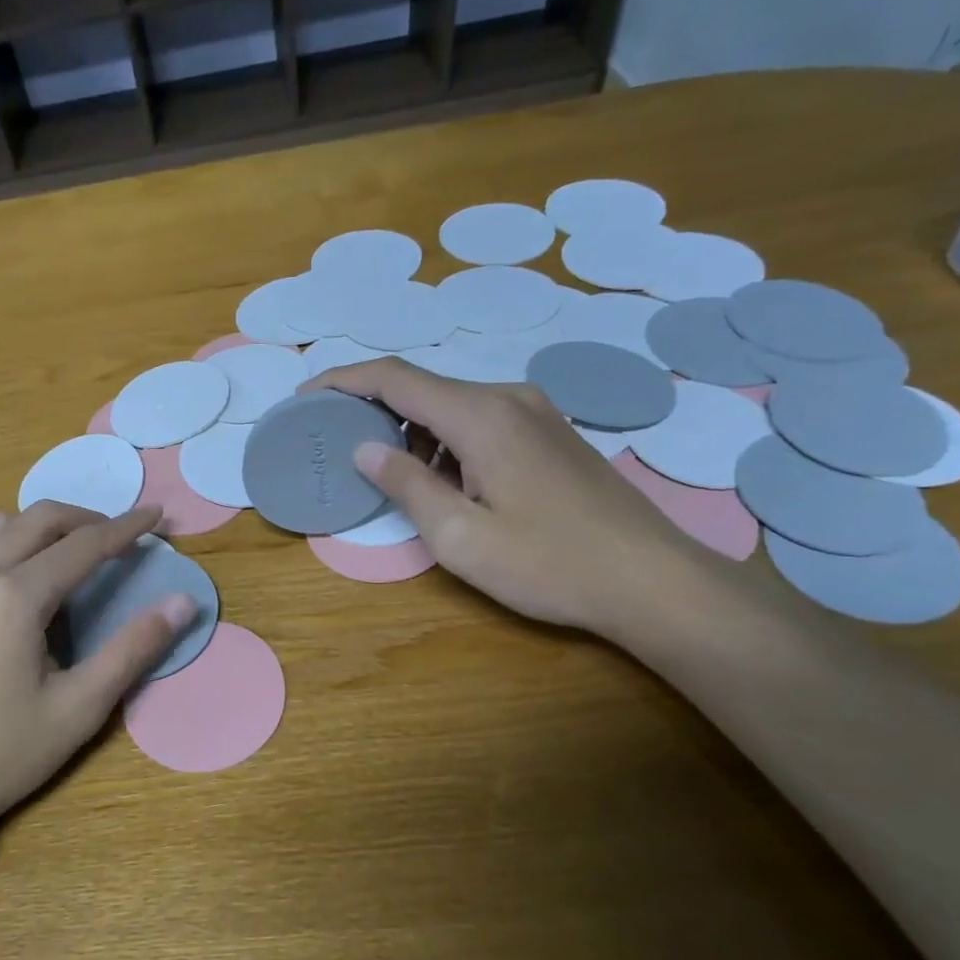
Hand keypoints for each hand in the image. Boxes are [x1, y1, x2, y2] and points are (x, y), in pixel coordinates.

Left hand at [0, 503, 195, 857]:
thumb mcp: (78, 709)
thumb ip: (132, 649)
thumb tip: (182, 602)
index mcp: (16, 596)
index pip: (84, 544)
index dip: (127, 528)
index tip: (157, 514)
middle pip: (38, 520)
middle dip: (86, 519)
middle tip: (121, 538)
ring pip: (0, 529)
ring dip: (44, 528)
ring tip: (73, 556)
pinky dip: (11, 547)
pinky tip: (22, 590)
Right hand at [306, 359, 712, 636]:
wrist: (653, 581)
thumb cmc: (549, 564)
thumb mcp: (461, 537)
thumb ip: (407, 485)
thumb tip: (365, 449)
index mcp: (481, 416)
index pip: (394, 379)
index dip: (343, 381)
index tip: (306, 396)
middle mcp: (508, 398)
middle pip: (423, 389)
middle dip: (375, 412)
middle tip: (341, 447)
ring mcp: (536, 413)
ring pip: (452, 407)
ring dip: (414, 433)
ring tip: (394, 478)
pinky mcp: (551, 434)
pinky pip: (481, 422)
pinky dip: (447, 442)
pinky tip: (448, 485)